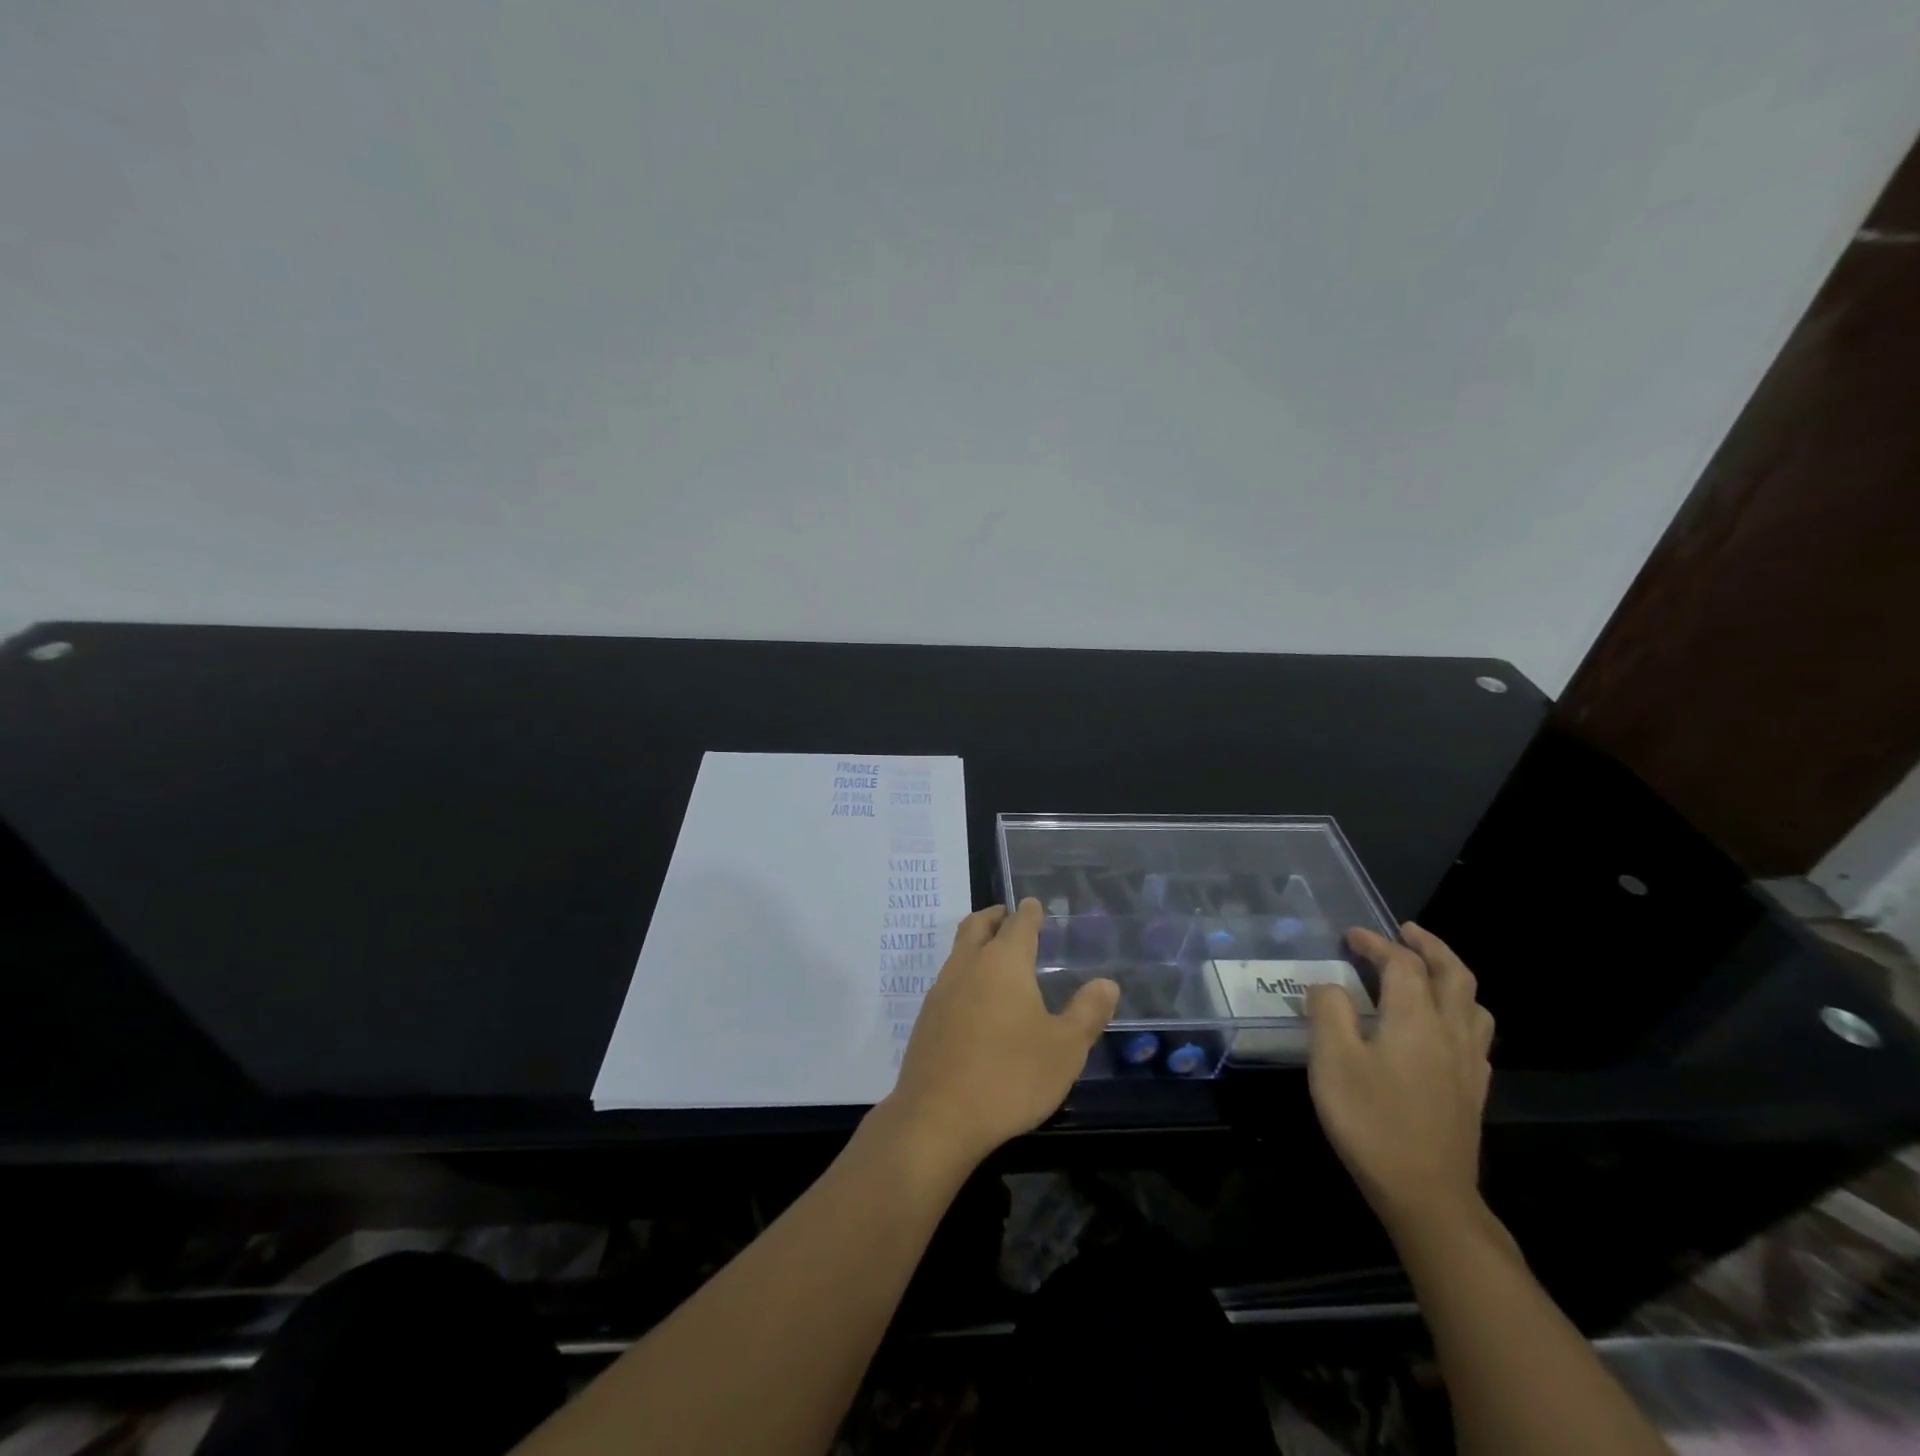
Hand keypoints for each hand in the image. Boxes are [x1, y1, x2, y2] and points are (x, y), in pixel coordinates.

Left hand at [883, 899, 1119, 1169]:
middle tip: (1008, 916)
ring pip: (958, 951)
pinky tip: (975, 1001)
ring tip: (995, 957)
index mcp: (1003, 963)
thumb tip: (1106, 983)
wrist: (937, 1118)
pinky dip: (964, 974)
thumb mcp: (1065, 1049)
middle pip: (977, 925)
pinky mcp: (925, 1019)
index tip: (1034, 904)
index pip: (1018, 923)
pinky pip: (948, 981)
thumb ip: (1087, 1012)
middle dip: (995, 916)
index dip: (1029, 912)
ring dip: (976, 943)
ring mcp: (941, 991)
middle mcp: (968, 966)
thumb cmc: (1010, 1077)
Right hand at [1306, 923, 1495, 1236]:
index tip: (1350, 936)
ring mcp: (1469, 1063)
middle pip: (1454, 974)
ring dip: (1451, 976)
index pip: (1401, 963)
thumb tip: (1329, 985)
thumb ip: (1328, 1011)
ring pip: (1474, 1004)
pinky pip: (1477, 1034)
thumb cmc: (1372, 1121)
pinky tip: (1443, 1027)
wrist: (1427, 1195)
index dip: (1376, 942)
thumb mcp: (1332, 1061)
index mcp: (1415, 1018)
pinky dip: (1461, 1011)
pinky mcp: (1473, 1091)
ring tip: (1428, 972)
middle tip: (1405, 932)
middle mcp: (1450, 1032)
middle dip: (1430, 946)